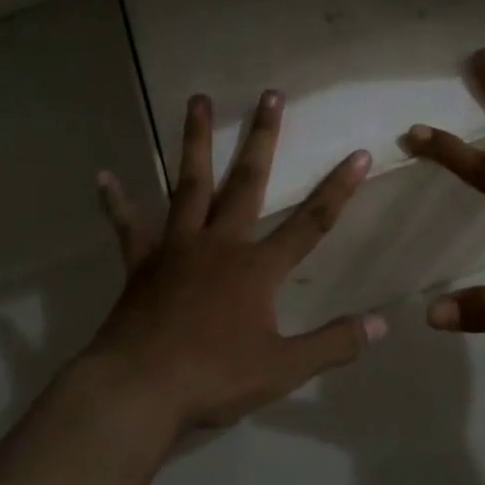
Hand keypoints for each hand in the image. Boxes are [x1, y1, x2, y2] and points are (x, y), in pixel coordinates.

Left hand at [84, 89, 386, 434]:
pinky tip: (102, 177)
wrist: (138, 390)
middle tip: (270, 95)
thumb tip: (381, 324)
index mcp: (256, 268)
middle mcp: (219, 244)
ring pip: (189, 185)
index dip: (338, 189)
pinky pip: (128, 227)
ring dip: (196, 142)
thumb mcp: (283, 368)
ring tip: (198, 100)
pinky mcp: (141, 264)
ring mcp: (176, 248)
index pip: (310, 222)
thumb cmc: (214, 377)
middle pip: (246, 182)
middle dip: (262, 138)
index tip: (358, 154)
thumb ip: (333, 344)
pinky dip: (116, 202)